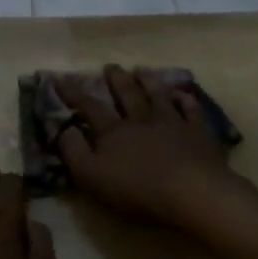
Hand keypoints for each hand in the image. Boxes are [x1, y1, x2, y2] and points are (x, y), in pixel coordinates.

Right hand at [57, 66, 234, 228]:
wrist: (192, 192)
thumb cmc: (137, 189)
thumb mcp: (91, 176)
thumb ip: (74, 151)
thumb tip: (65, 128)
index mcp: (113, 132)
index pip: (89, 107)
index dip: (73, 93)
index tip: (60, 78)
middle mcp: (141, 120)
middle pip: (127, 94)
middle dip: (116, 80)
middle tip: (110, 66)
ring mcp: (172, 123)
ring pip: (157, 95)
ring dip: (148, 81)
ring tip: (141, 69)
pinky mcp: (197, 132)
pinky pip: (190, 109)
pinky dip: (184, 99)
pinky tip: (181, 94)